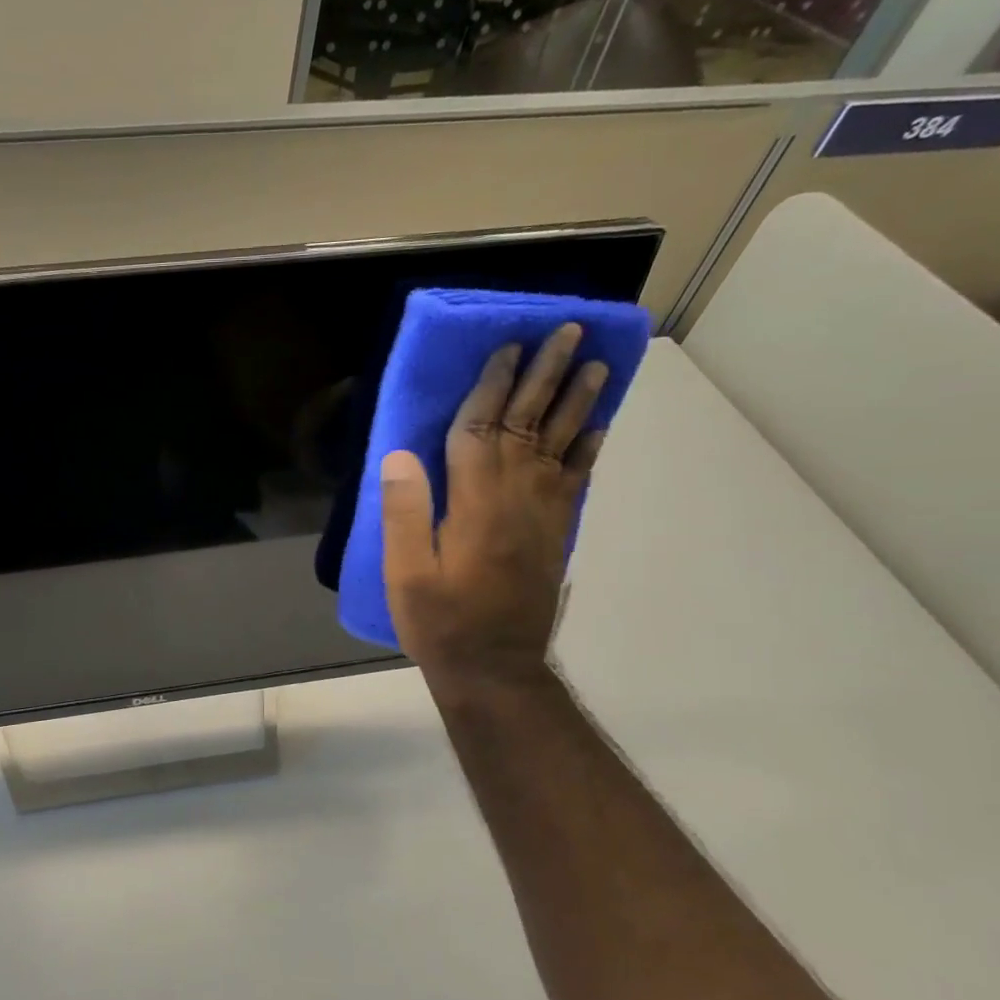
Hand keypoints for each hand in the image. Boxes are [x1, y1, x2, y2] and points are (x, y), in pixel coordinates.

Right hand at [380, 323, 608, 699]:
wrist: (494, 667)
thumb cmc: (441, 621)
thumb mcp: (407, 573)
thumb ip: (405, 513)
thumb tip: (400, 455)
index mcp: (476, 504)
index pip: (481, 431)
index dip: (492, 387)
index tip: (505, 348)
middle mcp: (517, 498)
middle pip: (530, 425)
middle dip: (546, 376)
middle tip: (567, 332)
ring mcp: (543, 515)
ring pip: (561, 445)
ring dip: (576, 401)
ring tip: (595, 363)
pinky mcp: (555, 533)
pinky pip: (577, 479)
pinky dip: (589, 447)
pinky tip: (599, 425)